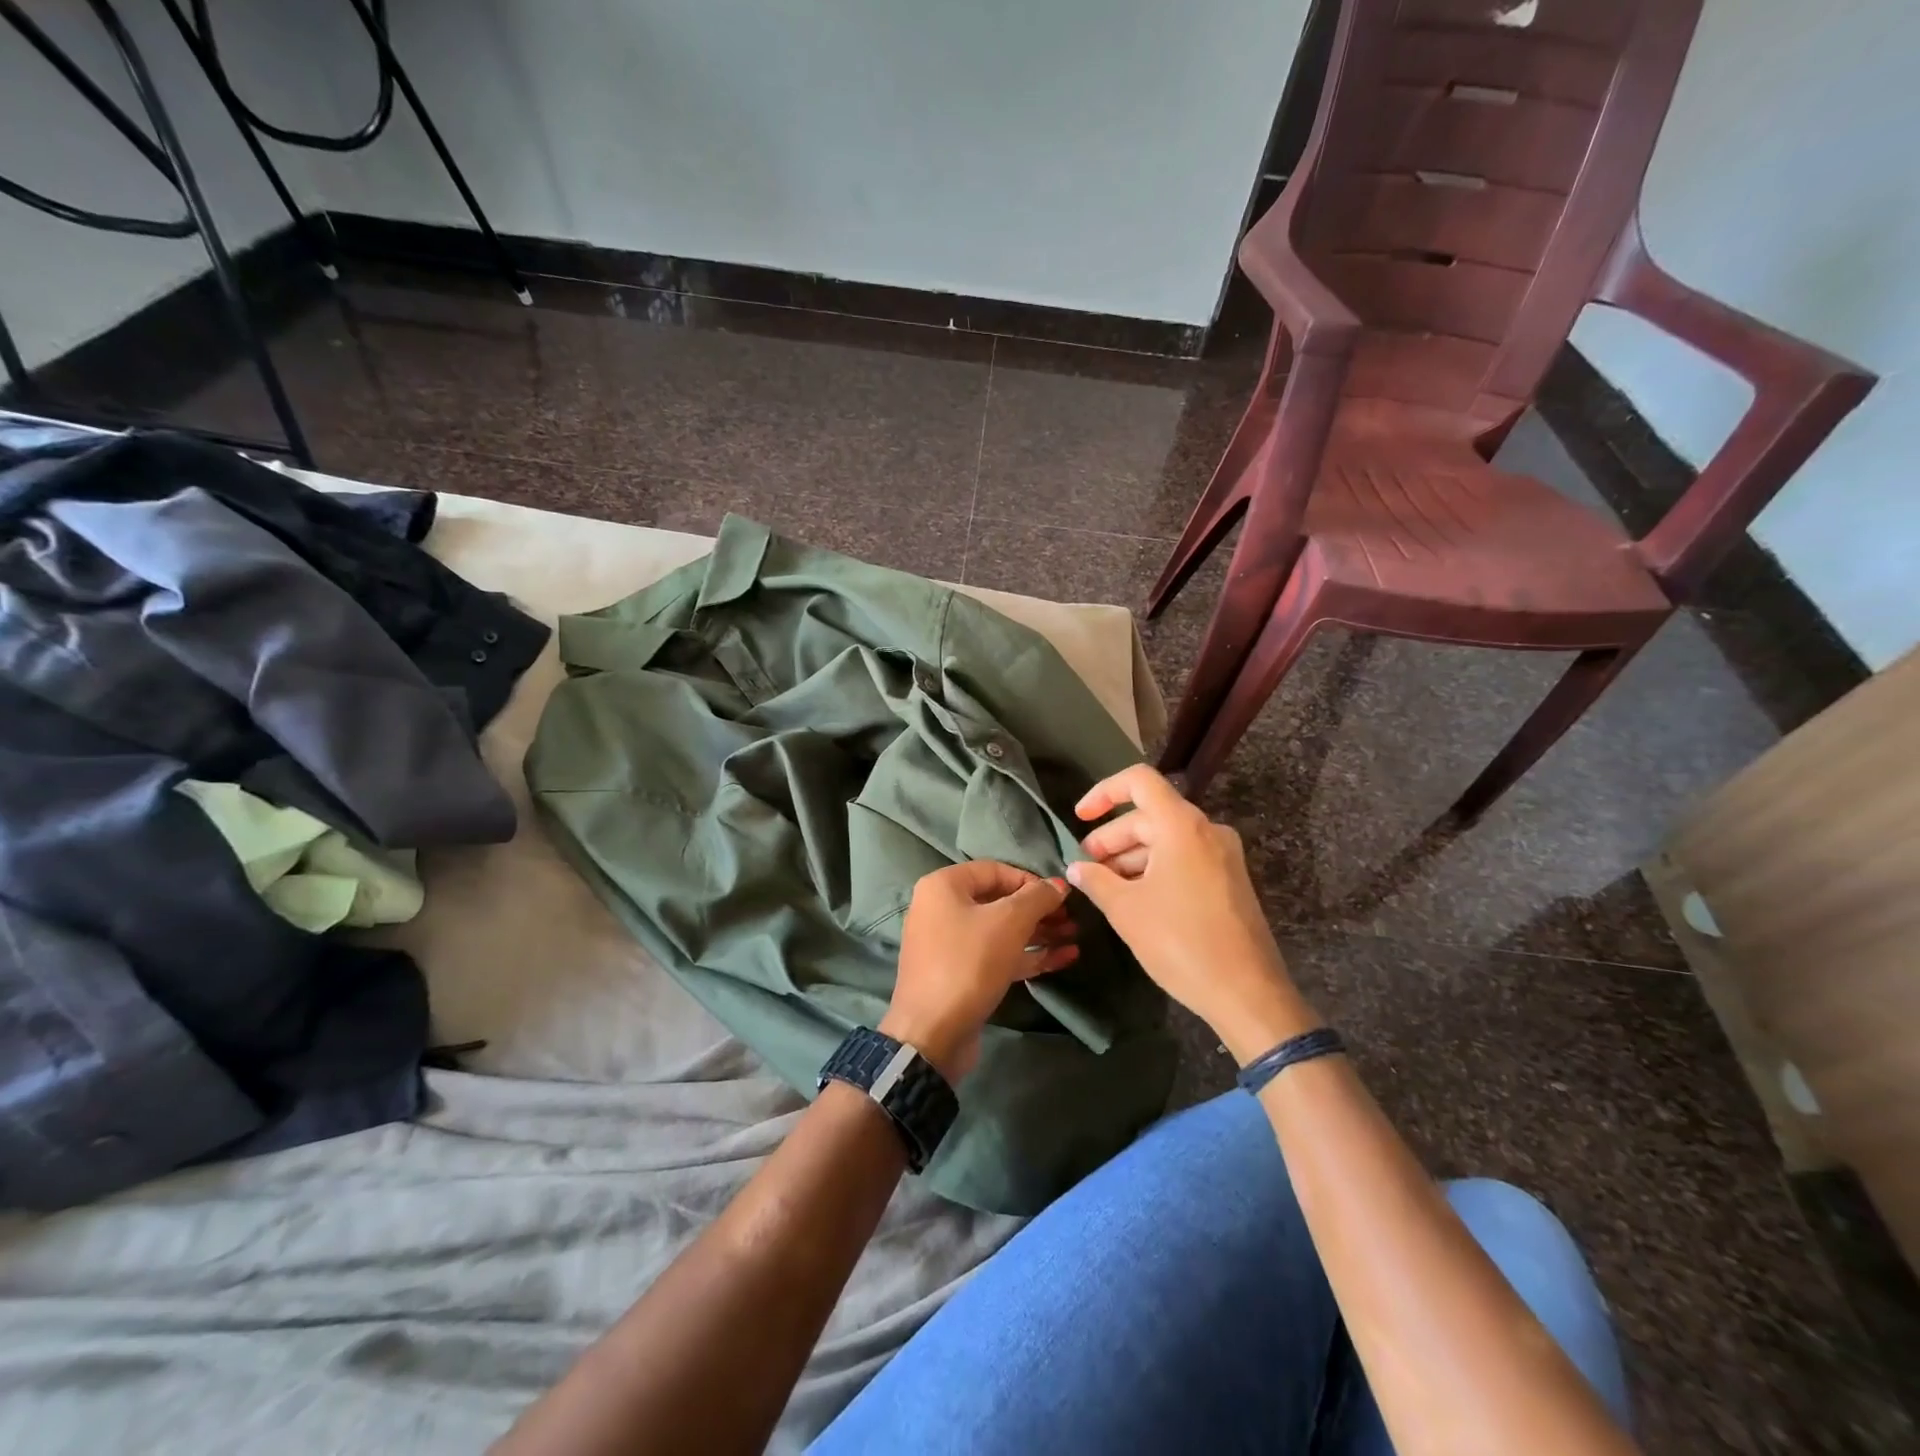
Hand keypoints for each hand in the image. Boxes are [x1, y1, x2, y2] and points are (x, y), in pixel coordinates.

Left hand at [880, 861, 1077, 1081]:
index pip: (995, 870)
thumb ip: (1037, 898)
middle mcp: (942, 909)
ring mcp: (950, 944)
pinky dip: (1028, 955)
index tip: (1060, 896)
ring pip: (1001, 931)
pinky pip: (998, 955)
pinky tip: (1064, 958)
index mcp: (944, 886)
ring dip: (1039, 933)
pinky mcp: (961, 974)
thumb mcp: (1009, 922)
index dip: (1030, 880)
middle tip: (1072, 918)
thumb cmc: (969, 963)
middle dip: (1039, 910)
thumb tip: (1059, 884)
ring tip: (1075, 937)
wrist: (933, 1034)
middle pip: (999, 901)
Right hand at [1067, 764, 1316, 1061]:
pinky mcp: (1230, 881)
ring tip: (1105, 886)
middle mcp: (1207, 830)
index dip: (1103, 793)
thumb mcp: (1126, 910)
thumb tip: (1077, 868)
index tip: (1079, 818)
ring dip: (1132, 856)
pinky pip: (1185, 859)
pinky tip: (1135, 897)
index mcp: (1182, 825)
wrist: (1247, 993)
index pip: (1139, 782)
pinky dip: (1156, 868)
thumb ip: (1096, 880)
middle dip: (1112, 837)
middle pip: (1150, 815)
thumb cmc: (1180, 942)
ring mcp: (1223, 856)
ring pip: (1167, 839)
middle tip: (1086, 865)